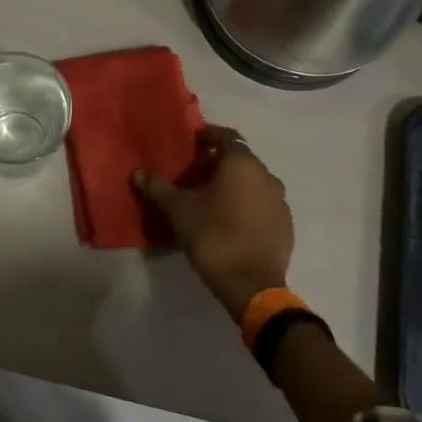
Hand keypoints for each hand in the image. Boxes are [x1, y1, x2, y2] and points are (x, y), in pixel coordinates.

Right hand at [132, 125, 293, 319]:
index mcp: (242, 164)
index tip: (192, 141)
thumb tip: (137, 173)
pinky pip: (262, 204)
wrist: (252, 285)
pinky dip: (246, 204)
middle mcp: (266, 175)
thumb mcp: (179, 211)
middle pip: (240, 160)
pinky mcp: (285, 224)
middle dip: (218, 162)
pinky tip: (230, 220)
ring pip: (253, 182)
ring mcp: (280, 201)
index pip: (226, 136)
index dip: (208, 135)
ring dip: (234, 184)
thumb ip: (158, 188)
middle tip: (195, 173)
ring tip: (211, 198)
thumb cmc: (213, 237)